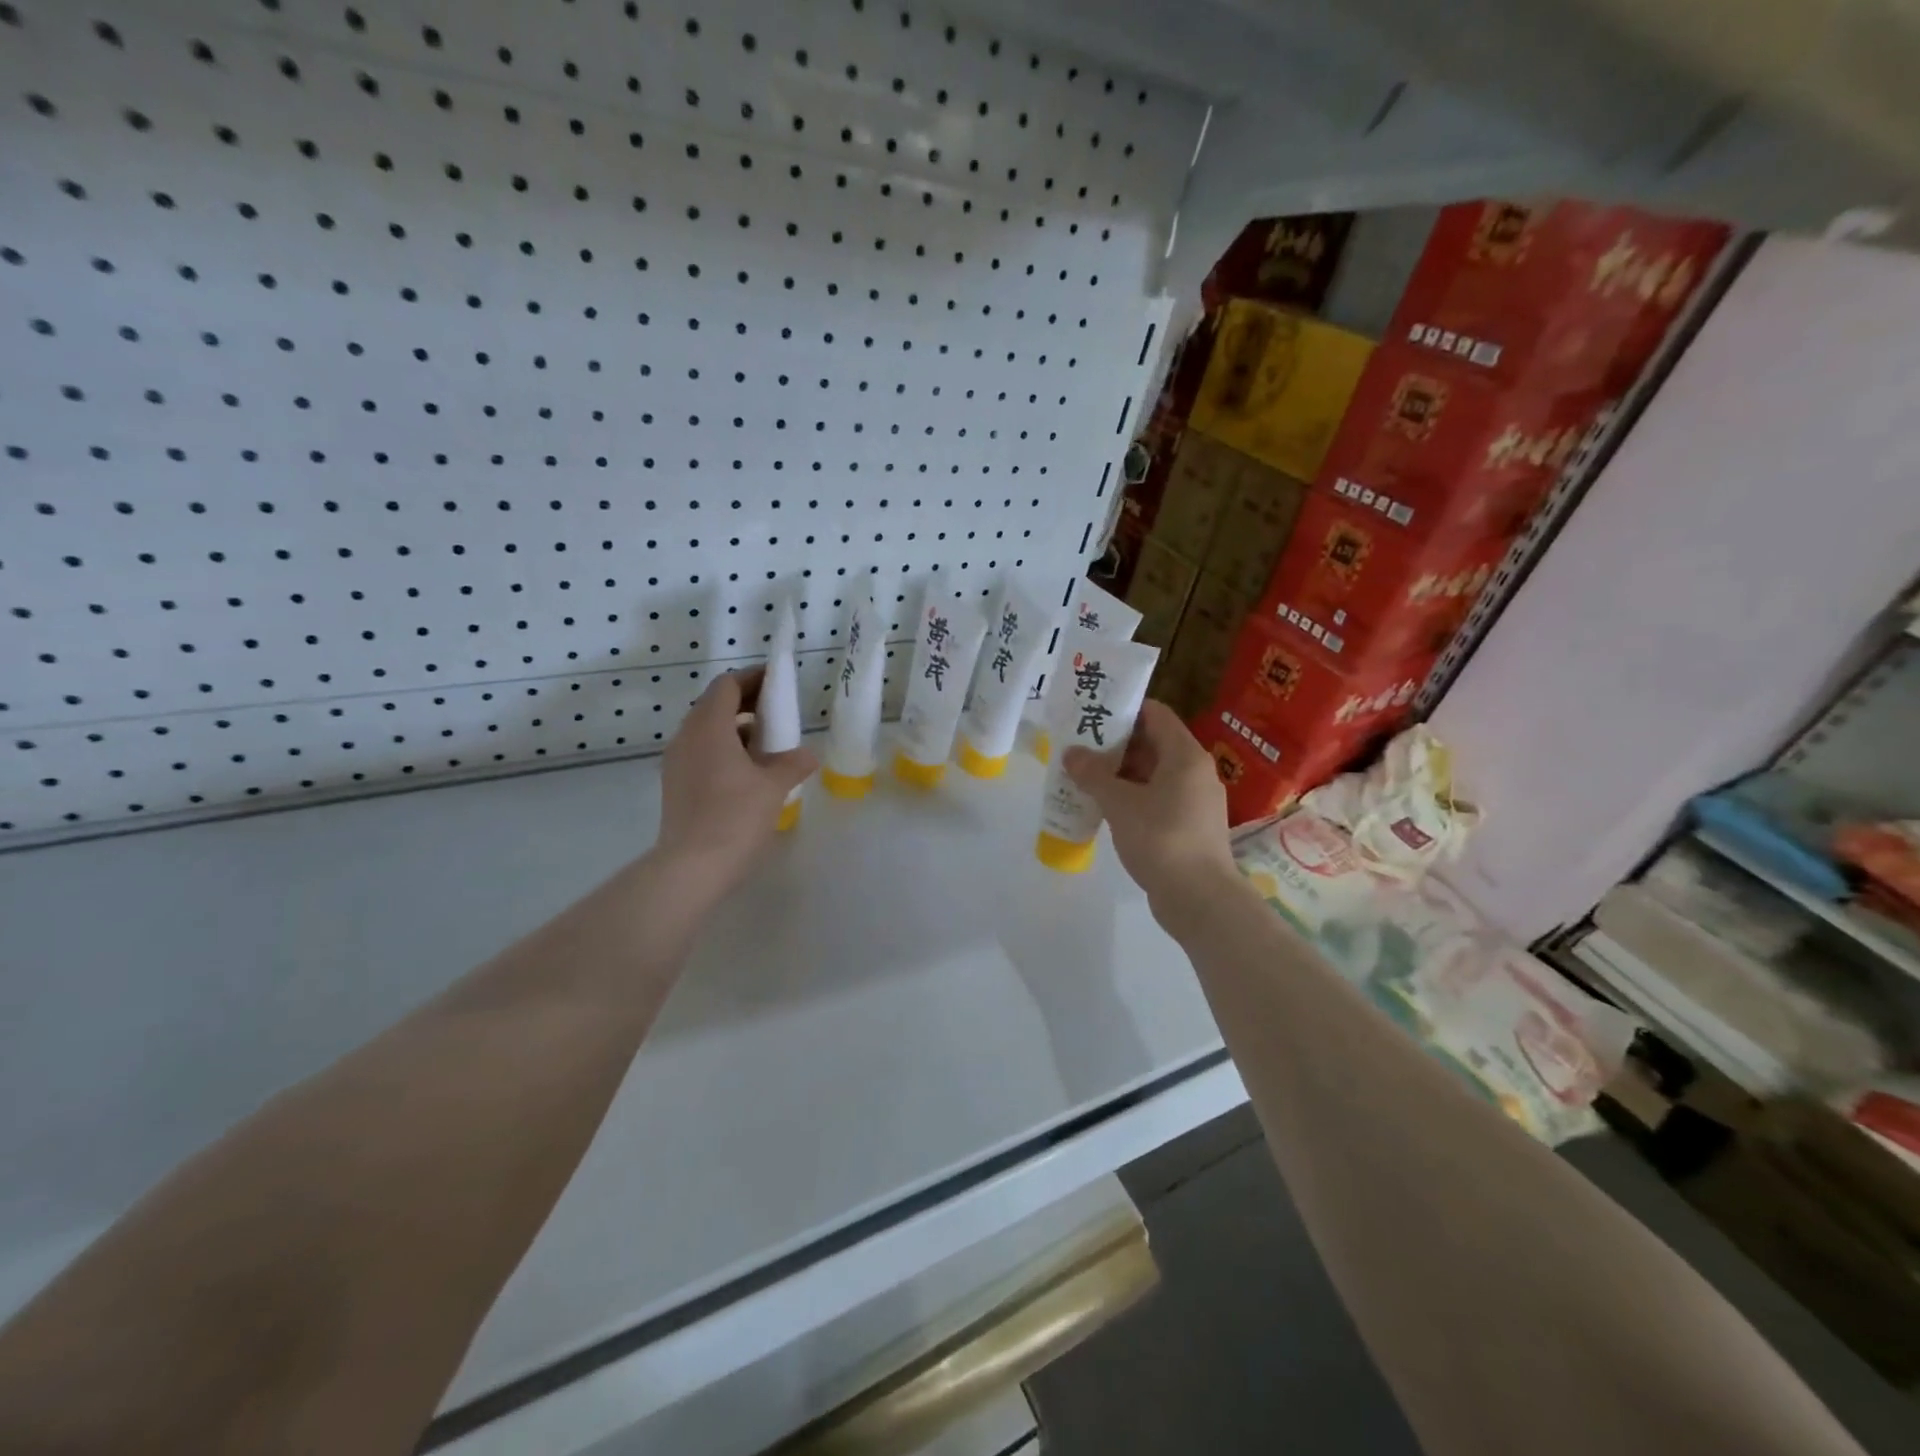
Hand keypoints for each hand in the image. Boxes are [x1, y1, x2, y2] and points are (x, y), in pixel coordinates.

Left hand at [656, 669, 816, 891]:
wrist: (691, 868)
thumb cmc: (735, 817)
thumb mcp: (773, 787)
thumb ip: (793, 763)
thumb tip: (808, 755)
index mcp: (708, 727)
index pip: (727, 685)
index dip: (753, 678)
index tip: (777, 682)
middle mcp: (686, 737)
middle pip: (714, 705)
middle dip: (746, 703)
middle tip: (777, 712)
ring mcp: (677, 763)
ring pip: (707, 731)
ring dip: (736, 729)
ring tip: (768, 745)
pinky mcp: (676, 786)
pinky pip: (702, 754)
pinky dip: (725, 751)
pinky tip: (748, 774)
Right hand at [1063, 700, 1236, 911]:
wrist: (1200, 899)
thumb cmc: (1161, 838)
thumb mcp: (1119, 803)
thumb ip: (1093, 774)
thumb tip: (1071, 753)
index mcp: (1185, 756)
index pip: (1155, 714)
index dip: (1124, 710)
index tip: (1092, 715)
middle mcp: (1195, 772)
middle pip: (1153, 744)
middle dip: (1115, 745)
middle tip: (1079, 748)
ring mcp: (1195, 801)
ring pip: (1153, 775)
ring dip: (1120, 774)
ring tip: (1084, 777)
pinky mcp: (1189, 827)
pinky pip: (1157, 799)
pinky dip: (1132, 798)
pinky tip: (1105, 808)